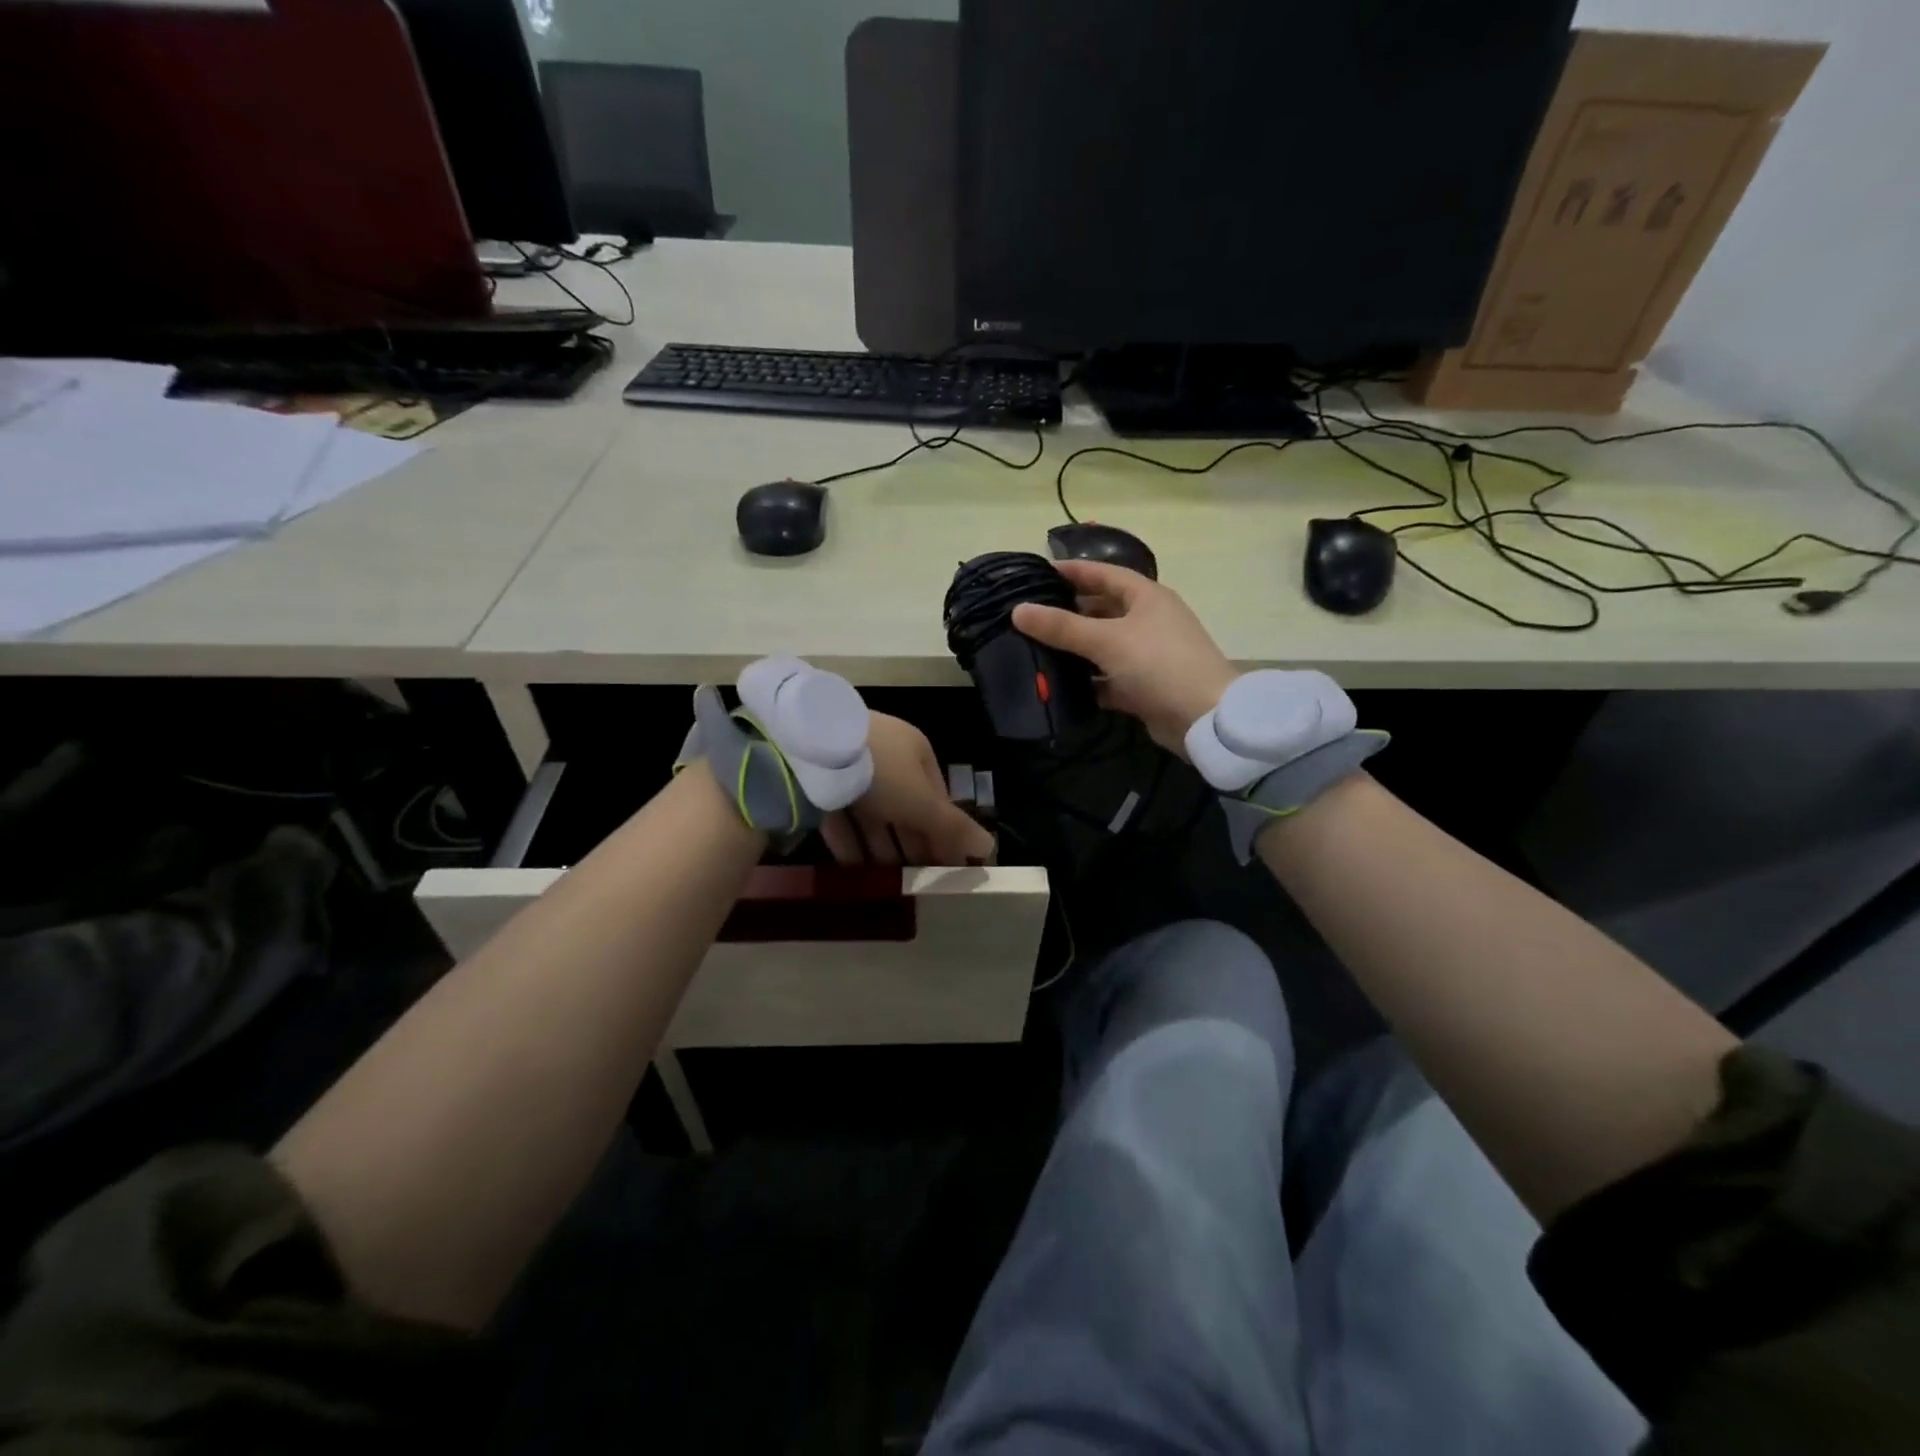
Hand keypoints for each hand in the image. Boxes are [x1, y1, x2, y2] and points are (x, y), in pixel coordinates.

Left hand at [821, 714, 995, 865]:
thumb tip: (990, 849)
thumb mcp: (922, 802)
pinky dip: (849, 843)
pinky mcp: (819, 782)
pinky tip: (854, 871)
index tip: (946, 866)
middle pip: (904, 807)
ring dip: (881, 849)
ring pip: (872, 814)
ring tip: (887, 882)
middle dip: (911, 844)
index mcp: (915, 751)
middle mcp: (886, 755)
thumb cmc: (881, 771)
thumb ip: (954, 828)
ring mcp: (850, 767)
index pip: (937, 796)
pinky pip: (841, 816)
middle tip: (917, 881)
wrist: (809, 748)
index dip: (944, 832)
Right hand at [1012, 560, 1238, 756]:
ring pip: (1102, 646)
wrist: (1204, 719)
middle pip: (1100, 609)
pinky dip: (1086, 680)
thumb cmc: (1159, 664)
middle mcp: (1147, 620)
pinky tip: (1057, 685)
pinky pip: (1107, 677)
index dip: (1071, 571)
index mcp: (1146, 597)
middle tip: (1028, 616)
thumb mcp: (1107, 640)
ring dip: (1073, 649)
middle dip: (1067, 612)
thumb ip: (1062, 627)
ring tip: (1033, 648)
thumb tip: (1018, 611)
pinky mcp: (1142, 686)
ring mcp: (1146, 655)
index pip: (1102, 573)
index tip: (1035, 574)